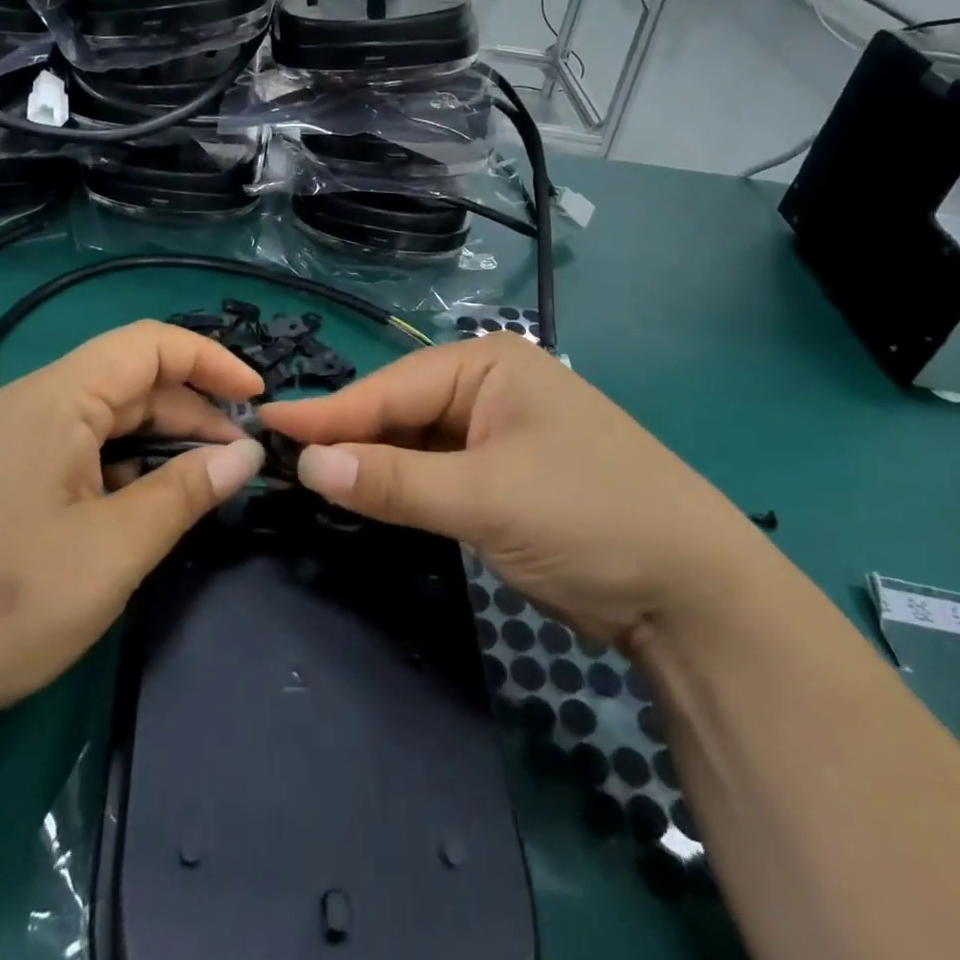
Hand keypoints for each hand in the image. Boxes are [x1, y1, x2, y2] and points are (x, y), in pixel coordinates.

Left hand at [0, 322, 267, 751]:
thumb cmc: (9, 607)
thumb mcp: (117, 548)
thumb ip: (188, 490)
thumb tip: (246, 452)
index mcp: (49, 396)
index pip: (148, 344)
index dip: (210, 361)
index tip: (257, 398)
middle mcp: (18, 398)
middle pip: (123, 380)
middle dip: (187, 412)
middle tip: (237, 458)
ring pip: (94, 413)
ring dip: (151, 440)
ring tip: (195, 483)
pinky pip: (62, 441)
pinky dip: (109, 459)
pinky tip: (124, 501)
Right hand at [260, 334, 767, 646]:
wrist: (693, 595)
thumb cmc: (590, 518)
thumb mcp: (485, 497)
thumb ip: (393, 480)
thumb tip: (307, 463)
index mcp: (488, 365)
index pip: (391, 388)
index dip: (328, 413)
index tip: (265, 425)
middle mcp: (488, 387)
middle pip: (398, 412)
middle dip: (346, 438)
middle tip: (277, 459)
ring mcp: (495, 433)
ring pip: (412, 444)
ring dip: (370, 464)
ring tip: (308, 478)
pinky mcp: (500, 477)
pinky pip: (433, 472)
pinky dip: (399, 486)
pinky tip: (364, 495)